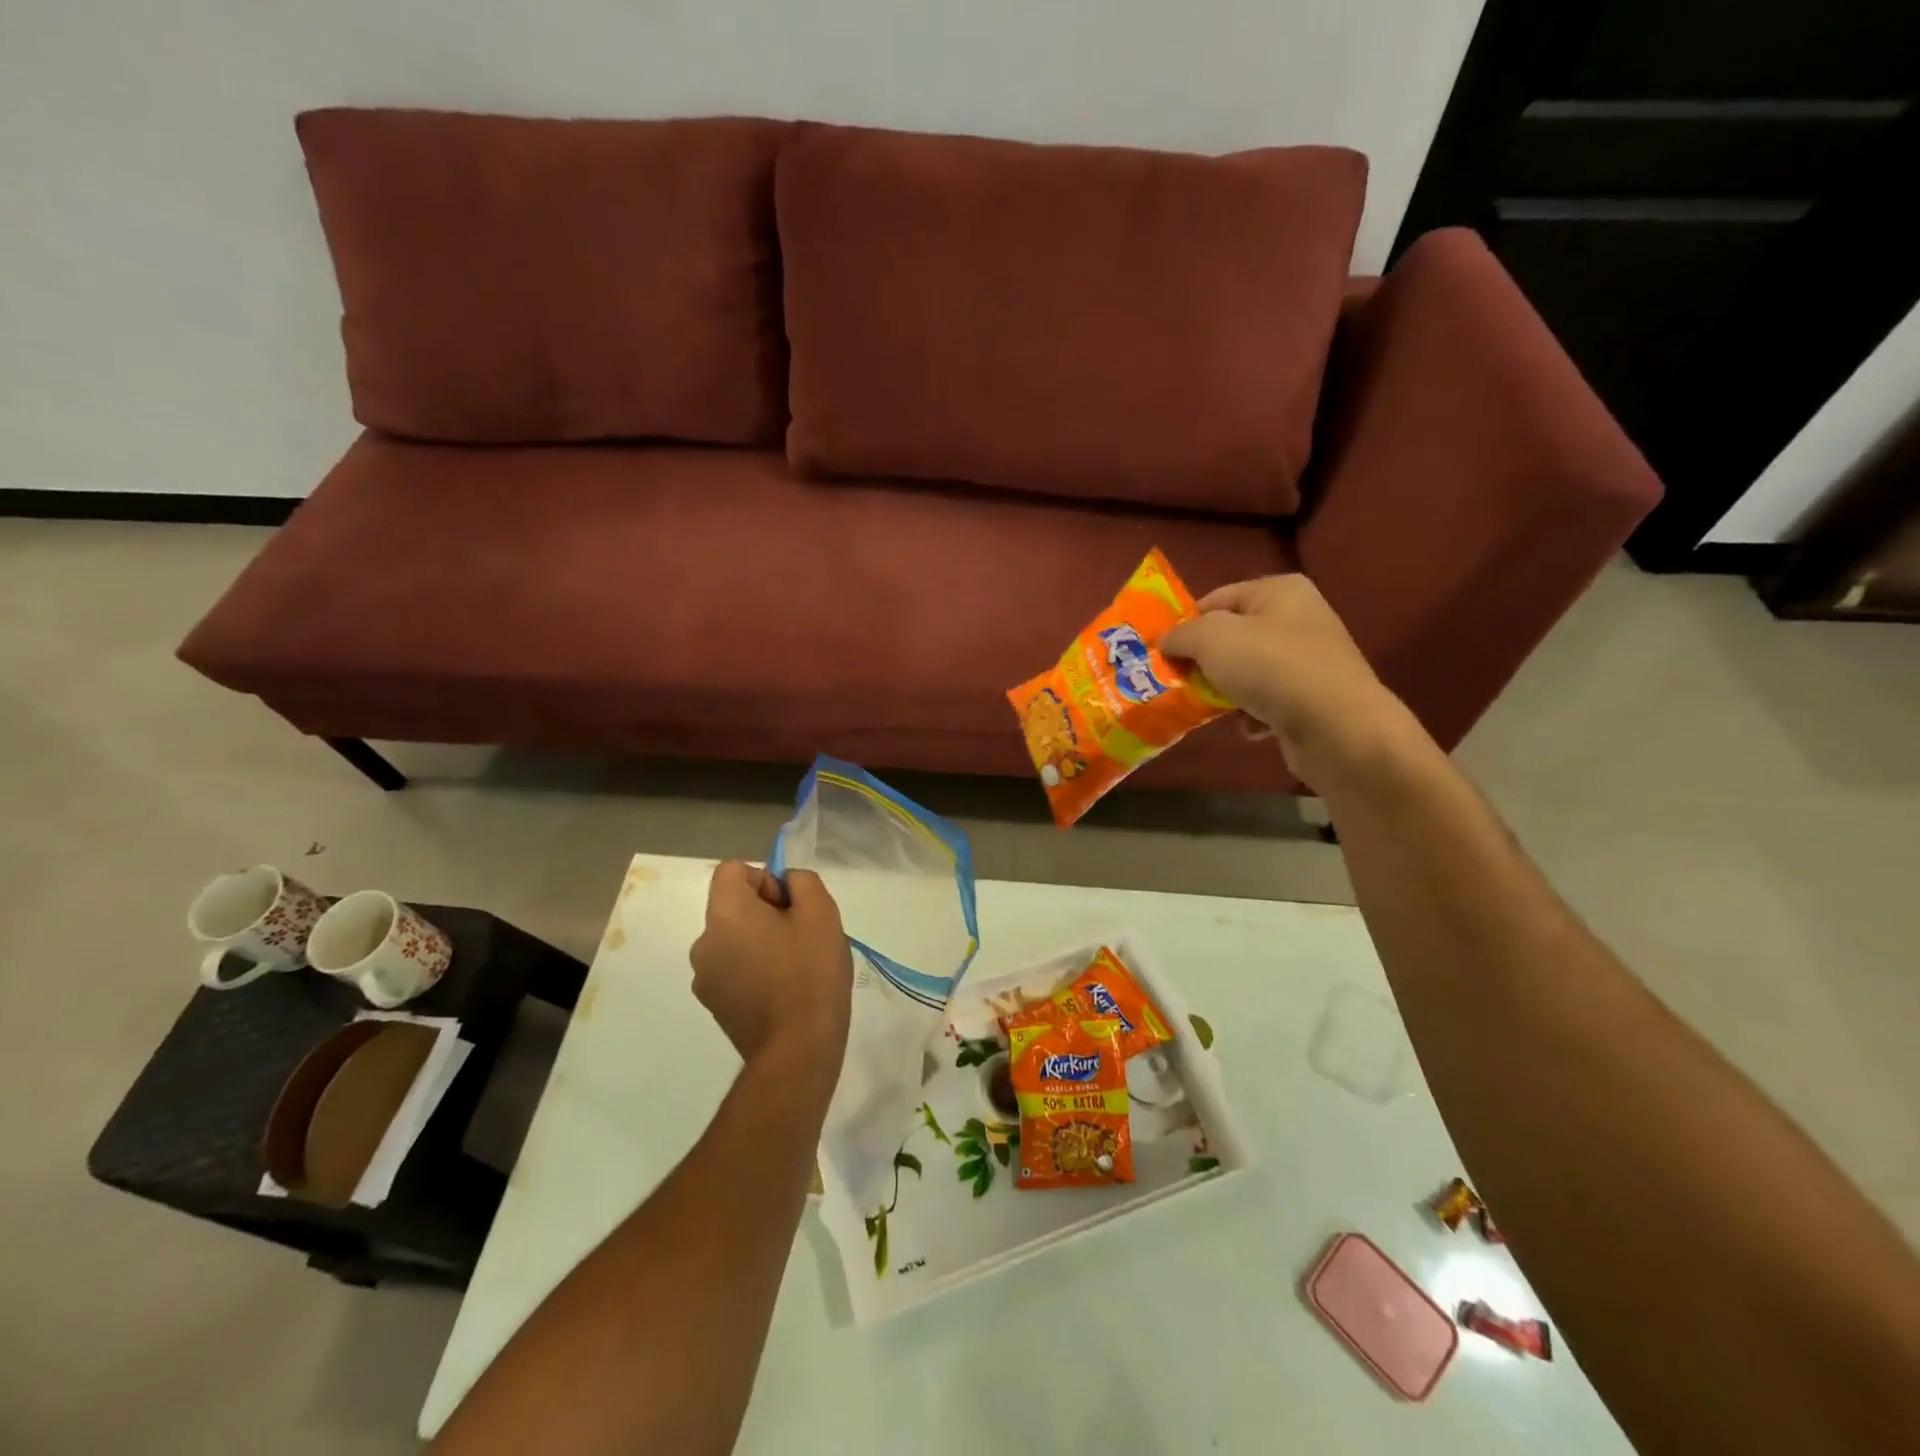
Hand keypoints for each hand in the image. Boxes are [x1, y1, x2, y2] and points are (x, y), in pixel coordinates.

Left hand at [690, 862, 852, 1064]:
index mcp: (724, 914)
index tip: (790, 906)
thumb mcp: (821, 912)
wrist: (798, 1048)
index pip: (731, 871)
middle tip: (801, 936)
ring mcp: (705, 979)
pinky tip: (782, 992)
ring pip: (733, 940)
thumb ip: (802, 882)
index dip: (764, 879)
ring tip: (794, 968)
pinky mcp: (714, 1006)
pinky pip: (732, 970)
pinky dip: (753, 970)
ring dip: (759, 942)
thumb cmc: (811, 972)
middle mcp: (703, 943)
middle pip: (732, 906)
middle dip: (765, 912)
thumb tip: (787, 884)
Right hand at [1160, 574, 1416, 779]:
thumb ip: (1181, 634)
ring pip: (1247, 671)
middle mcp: (1299, 619)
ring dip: (1224, 691)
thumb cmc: (1272, 668)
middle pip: (1232, 636)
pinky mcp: (1313, 699)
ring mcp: (1310, 660)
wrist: (1337, 728)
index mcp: (1279, 591)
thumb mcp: (1212, 639)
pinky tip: (1248, 727)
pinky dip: (1252, 714)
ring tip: (1207, 708)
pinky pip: (1268, 701)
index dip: (1186, 622)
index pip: (1217, 598)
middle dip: (1202, 660)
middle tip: (1174, 680)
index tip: (1161, 649)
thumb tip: (1165, 640)